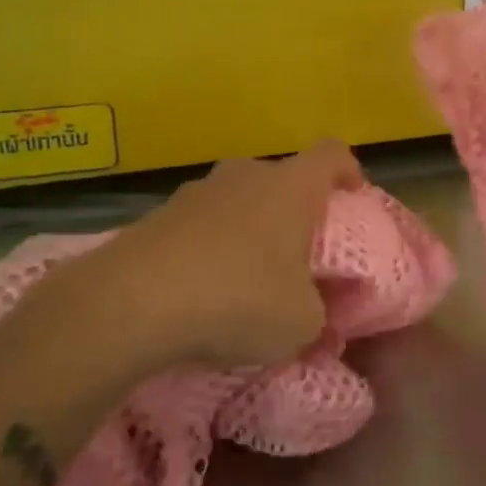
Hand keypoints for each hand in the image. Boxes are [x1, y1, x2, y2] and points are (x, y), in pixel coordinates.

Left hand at [3, 141, 363, 404]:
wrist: (131, 301)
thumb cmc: (238, 298)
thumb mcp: (300, 325)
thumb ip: (320, 321)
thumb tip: (324, 330)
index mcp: (291, 187)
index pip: (333, 154)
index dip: (349, 170)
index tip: (353, 197)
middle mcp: (246, 175)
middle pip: (282, 178)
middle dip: (295, 209)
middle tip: (300, 251)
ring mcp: (198, 191)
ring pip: (238, 199)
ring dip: (249, 228)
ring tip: (248, 275)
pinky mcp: (159, 214)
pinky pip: (201, 223)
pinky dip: (210, 246)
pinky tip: (204, 288)